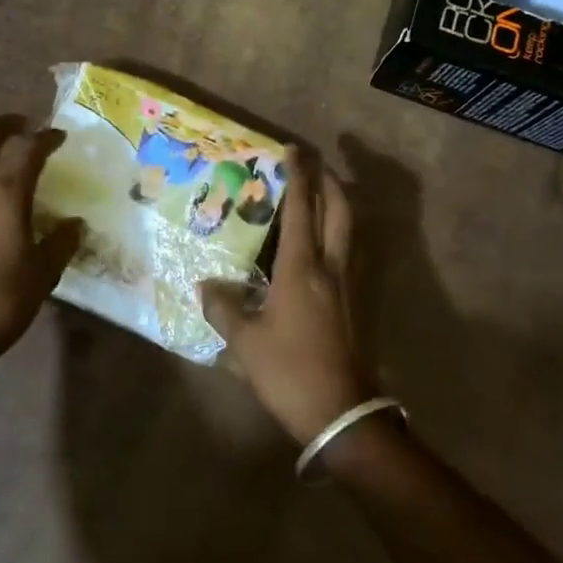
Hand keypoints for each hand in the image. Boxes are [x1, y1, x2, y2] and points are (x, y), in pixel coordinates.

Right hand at [201, 147, 370, 443]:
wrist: (342, 413)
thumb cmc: (290, 371)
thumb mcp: (245, 343)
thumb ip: (223, 309)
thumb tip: (205, 286)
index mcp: (302, 268)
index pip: (301, 209)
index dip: (297, 176)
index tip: (292, 149)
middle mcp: (331, 266)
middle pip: (339, 210)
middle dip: (328, 181)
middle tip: (312, 165)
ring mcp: (350, 284)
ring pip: (351, 230)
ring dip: (339, 204)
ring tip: (321, 195)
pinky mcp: (358, 302)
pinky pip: (351, 252)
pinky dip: (341, 233)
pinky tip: (326, 244)